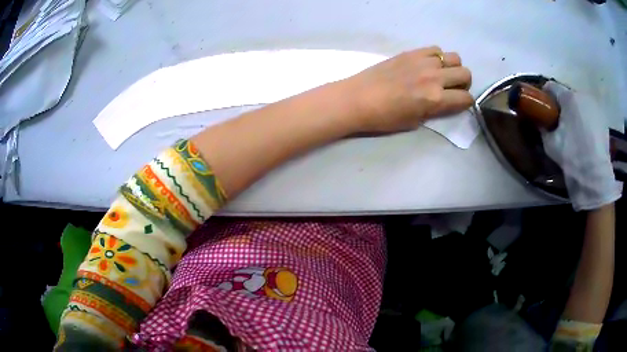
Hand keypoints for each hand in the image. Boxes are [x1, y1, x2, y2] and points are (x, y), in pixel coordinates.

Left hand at [341, 46, 472, 132]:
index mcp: (435, 99)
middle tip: (453, 88)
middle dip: (464, 83)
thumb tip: (444, 102)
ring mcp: (423, 61)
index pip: (466, 98)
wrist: (358, 98)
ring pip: (454, 57)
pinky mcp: (411, 52)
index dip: (467, 103)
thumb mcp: (415, 121)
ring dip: (453, 67)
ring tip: (441, 74)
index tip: (460, 103)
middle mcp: (434, 77)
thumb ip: (435, 110)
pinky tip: (428, 64)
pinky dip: (438, 57)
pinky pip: (435, 49)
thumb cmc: (384, 117)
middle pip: (466, 73)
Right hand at [541, 81, 621, 210]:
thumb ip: (543, 128)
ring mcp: (595, 106)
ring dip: (576, 113)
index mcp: (568, 97)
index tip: (544, 110)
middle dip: (563, 107)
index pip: (551, 87)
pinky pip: (591, 114)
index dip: (545, 97)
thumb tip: (541, 123)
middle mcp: (582, 95)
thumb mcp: (550, 144)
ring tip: (575, 132)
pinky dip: (587, 121)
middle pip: (568, 95)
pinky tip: (586, 137)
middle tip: (561, 124)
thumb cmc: (572, 156)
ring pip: (580, 104)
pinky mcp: (603, 119)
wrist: (595, 176)